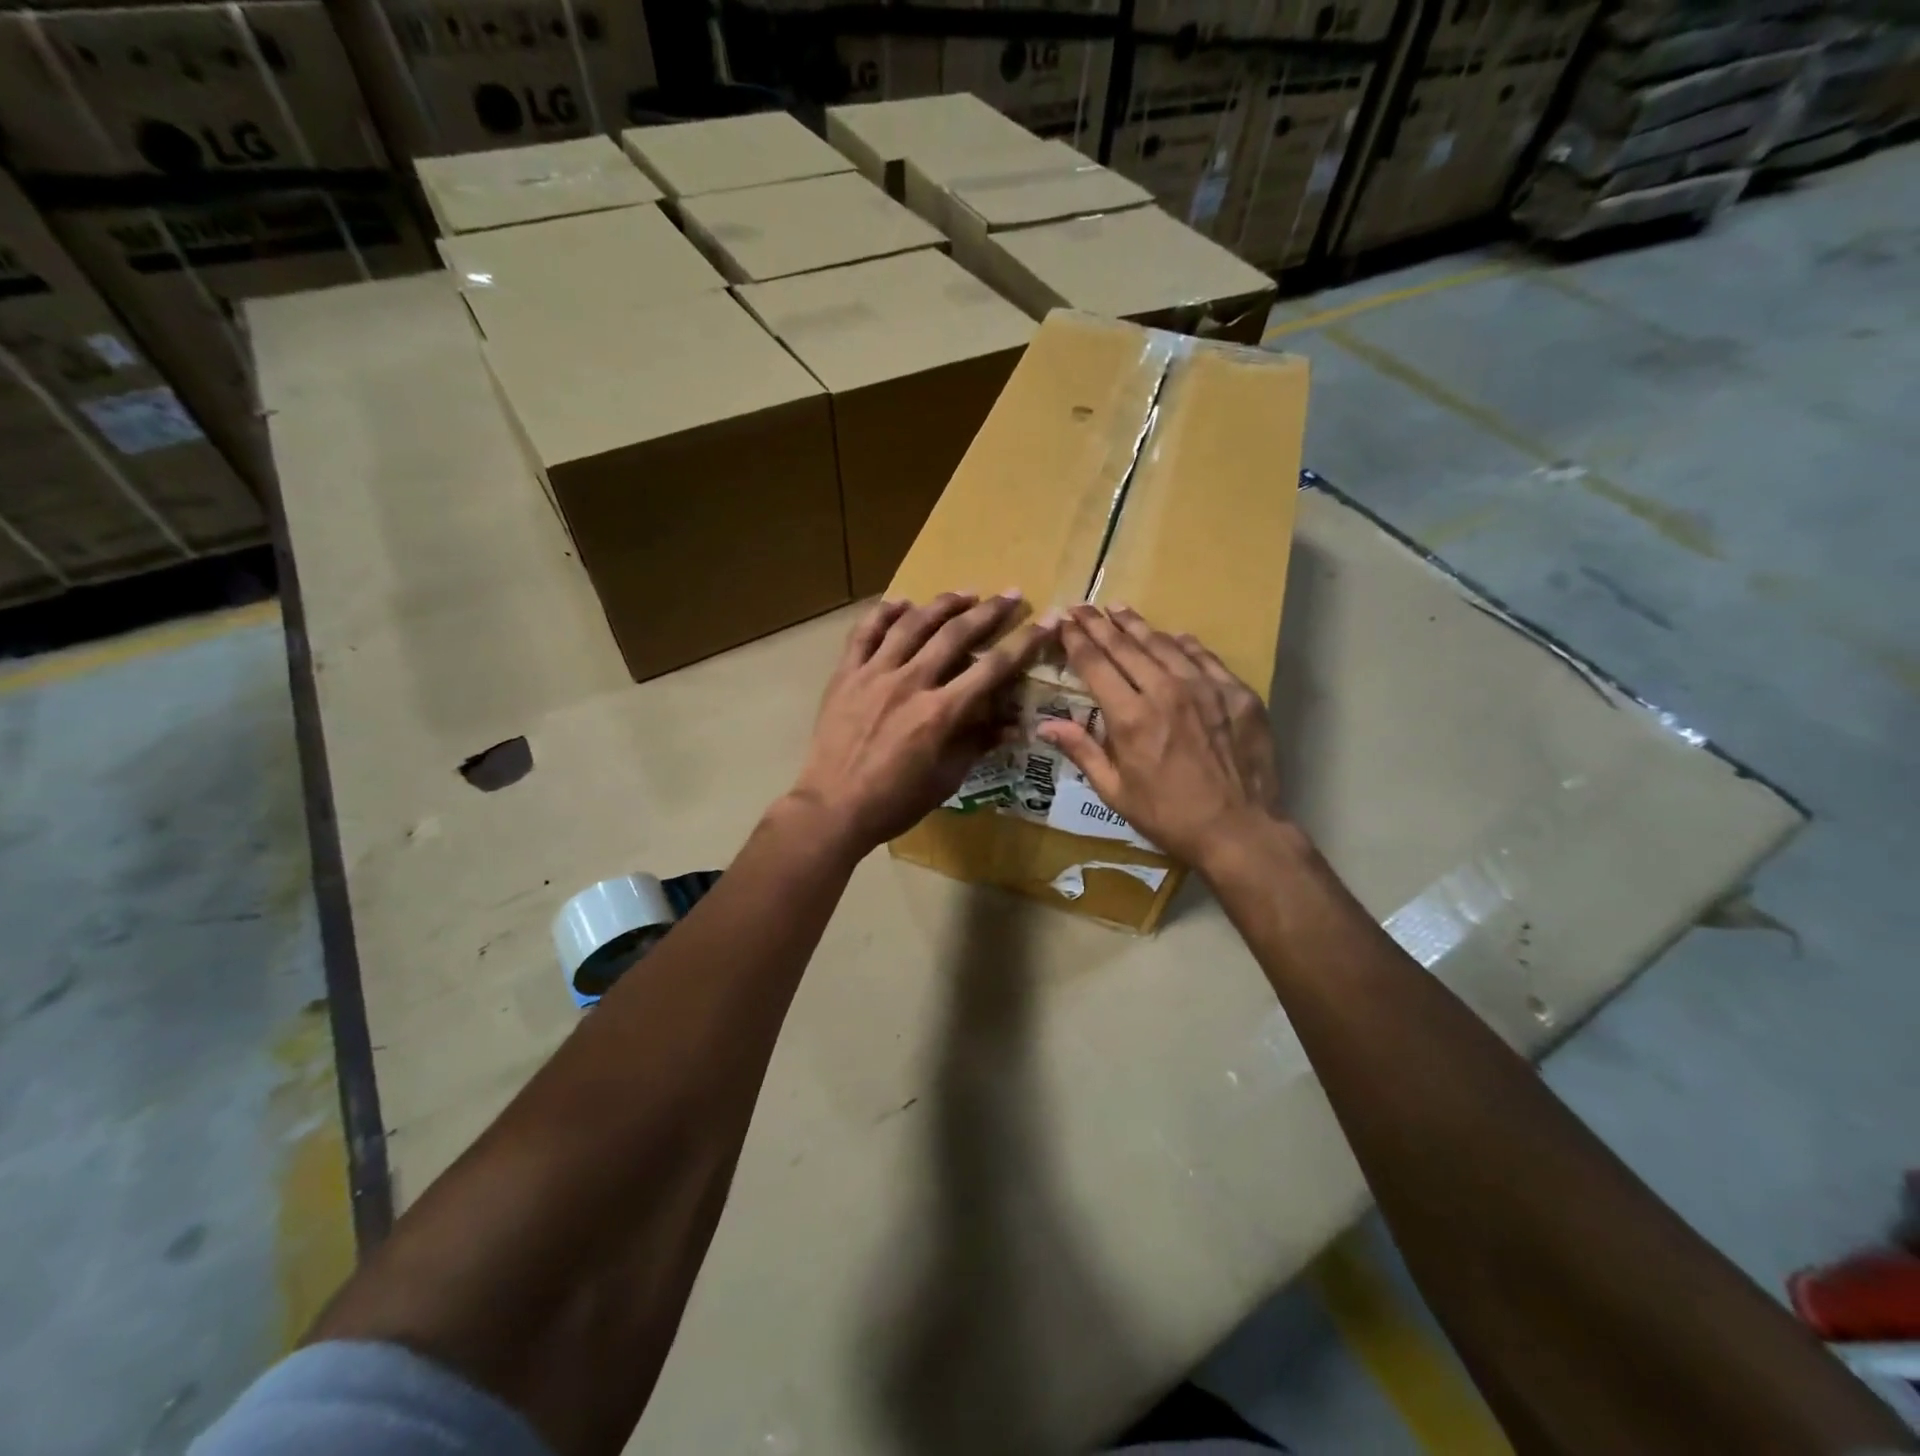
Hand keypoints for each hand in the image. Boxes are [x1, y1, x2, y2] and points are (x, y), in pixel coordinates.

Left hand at [790, 592, 1047, 855]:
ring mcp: (874, 674)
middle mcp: (910, 683)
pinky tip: (901, 603)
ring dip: (942, 604)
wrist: (832, 808)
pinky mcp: (845, 675)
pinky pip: (864, 633)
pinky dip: (884, 614)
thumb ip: (978, 744)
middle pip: (956, 634)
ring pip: (912, 624)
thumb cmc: (895, 802)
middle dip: (989, 611)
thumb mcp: (946, 780)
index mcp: (940, 713)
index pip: (993, 668)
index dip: (1025, 642)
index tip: (1047, 620)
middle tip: (1011, 594)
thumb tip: (1013, 724)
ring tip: (964, 593)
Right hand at [1037, 605, 1289, 872]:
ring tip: (1119, 609)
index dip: (1076, 641)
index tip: (1064, 622)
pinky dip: (1184, 644)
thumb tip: (1044, 725)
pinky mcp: (1237, 694)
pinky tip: (1174, 636)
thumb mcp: (1115, 792)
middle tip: (1083, 607)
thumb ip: (1082, 751)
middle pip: (1125, 647)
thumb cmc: (1169, 817)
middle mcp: (1165, 692)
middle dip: (1099, 625)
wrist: (1240, 830)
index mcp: (1130, 717)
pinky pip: (1205, 658)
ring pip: (1164, 645)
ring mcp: (1205, 688)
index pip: (1095, 665)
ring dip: (1137, 625)